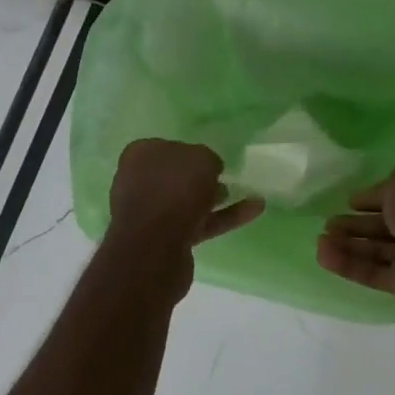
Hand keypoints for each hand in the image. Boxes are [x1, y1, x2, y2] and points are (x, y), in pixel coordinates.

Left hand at [108, 139, 264, 249]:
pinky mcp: (167, 240)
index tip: (212, 159)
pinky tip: (255, 209)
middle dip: (201, 178)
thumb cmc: (174, 189)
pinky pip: (200, 222)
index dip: (189, 152)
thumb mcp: (201, 159)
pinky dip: (225, 216)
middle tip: (227, 177)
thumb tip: (209, 170)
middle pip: (175, 177)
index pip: (166, 147)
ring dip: (215, 198)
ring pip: (188, 201)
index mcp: (139, 156)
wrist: (155, 247)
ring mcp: (151, 214)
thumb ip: (207, 159)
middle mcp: (139, 183)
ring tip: (247, 193)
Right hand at [316, 163, 394, 324]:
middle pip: (385, 225)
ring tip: (320, 241)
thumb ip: (391, 183)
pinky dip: (347, 264)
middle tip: (329, 223)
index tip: (351, 201)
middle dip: (356, 224)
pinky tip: (323, 256)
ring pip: (376, 250)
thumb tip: (379, 196)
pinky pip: (371, 272)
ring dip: (347, 244)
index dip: (374, 197)